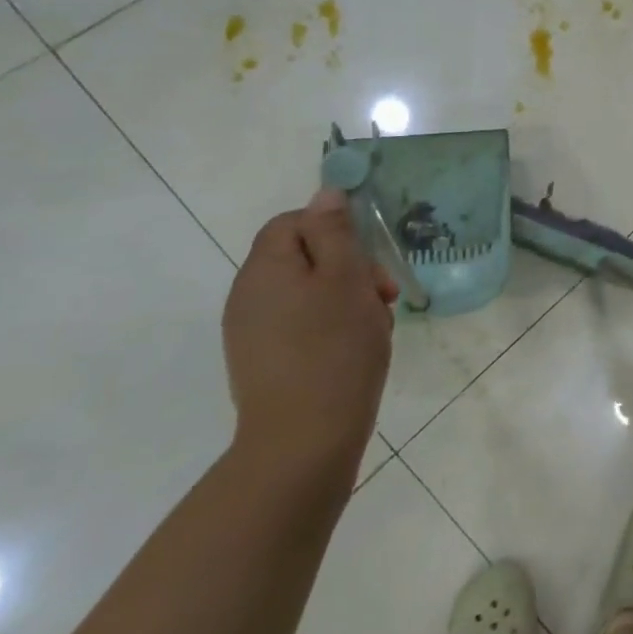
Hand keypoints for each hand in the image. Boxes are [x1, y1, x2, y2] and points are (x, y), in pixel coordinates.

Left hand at [222, 189, 397, 478]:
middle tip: (384, 296)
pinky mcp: (265, 362)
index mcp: (264, 269)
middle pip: (304, 257)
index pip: (295, 221)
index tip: (369, 258)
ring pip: (310, 293)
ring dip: (348, 299)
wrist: (304, 441)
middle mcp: (249, 296)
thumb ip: (335, 232)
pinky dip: (334, 327)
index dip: (335, 229)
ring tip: (376, 327)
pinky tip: (357, 349)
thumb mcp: (345, 279)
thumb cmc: (333, 349)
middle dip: (350, 268)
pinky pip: (303, 325)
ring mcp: (253, 332)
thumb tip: (325, 193)